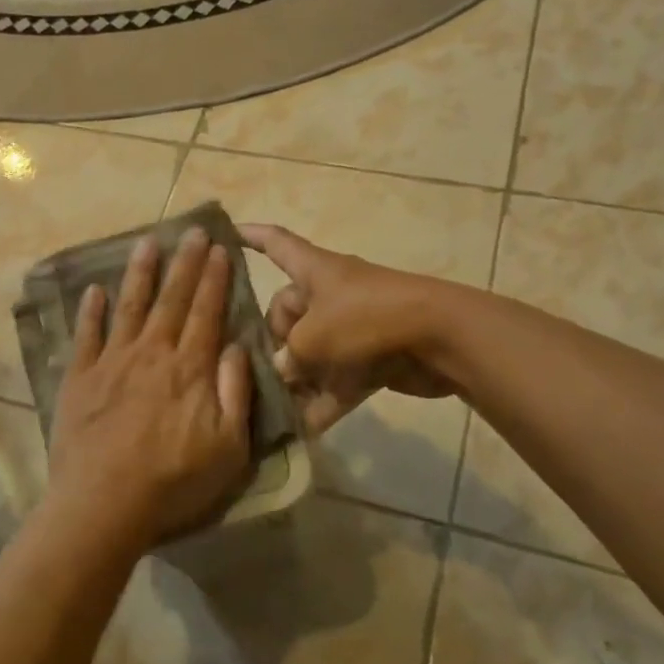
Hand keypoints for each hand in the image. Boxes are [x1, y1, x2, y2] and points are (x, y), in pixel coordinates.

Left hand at [46, 229, 253, 547]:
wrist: (103, 504)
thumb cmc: (173, 482)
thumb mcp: (227, 449)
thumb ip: (235, 393)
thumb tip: (236, 346)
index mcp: (190, 369)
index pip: (207, 313)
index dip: (214, 279)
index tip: (219, 249)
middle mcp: (152, 353)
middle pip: (172, 299)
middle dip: (185, 263)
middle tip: (192, 231)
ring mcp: (112, 362)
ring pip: (129, 306)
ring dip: (140, 273)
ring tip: (147, 242)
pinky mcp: (80, 378)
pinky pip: (86, 335)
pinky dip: (90, 310)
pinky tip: (92, 289)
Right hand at [239, 223, 457, 434]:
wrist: (439, 337)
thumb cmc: (366, 319)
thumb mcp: (313, 338)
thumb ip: (287, 357)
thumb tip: (282, 372)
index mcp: (313, 270)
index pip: (274, 243)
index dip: (249, 236)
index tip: (224, 232)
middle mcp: (328, 294)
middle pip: (286, 313)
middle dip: (274, 343)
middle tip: (265, 371)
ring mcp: (351, 327)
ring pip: (311, 352)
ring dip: (296, 379)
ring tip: (272, 407)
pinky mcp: (370, 358)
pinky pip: (336, 380)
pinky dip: (323, 401)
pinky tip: (302, 430)